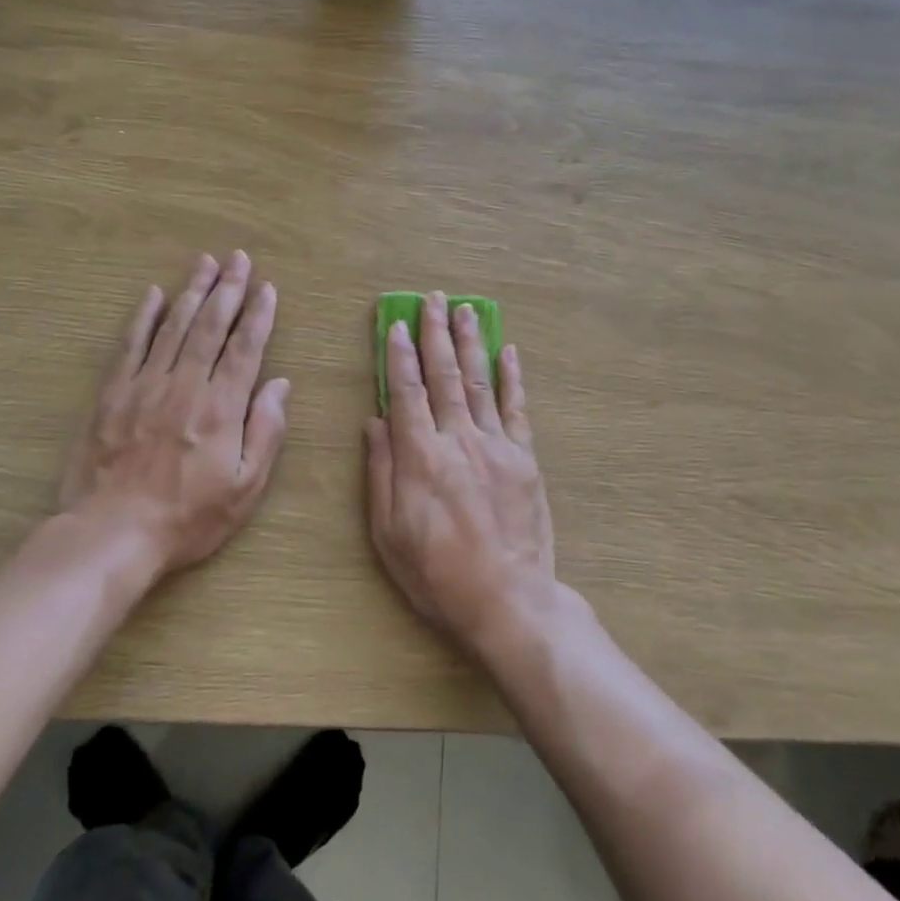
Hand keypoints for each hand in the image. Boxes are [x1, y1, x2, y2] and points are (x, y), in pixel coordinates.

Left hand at [59, 251, 289, 577]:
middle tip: (238, 258)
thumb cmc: (188, 517)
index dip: (258, 315)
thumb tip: (280, 385)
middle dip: (228, 289)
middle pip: (210, 326)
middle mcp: (185, 386)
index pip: (245, 349)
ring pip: (174, 327)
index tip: (267, 288)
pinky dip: (143, 317)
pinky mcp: (112, 395)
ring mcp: (145, 386)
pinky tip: (154, 295)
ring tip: (205, 263)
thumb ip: (266, 432)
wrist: (112, 535)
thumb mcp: (245, 488)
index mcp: (222, 409)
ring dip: (192, 291)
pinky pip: (130, 345)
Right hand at [365, 291, 557, 656]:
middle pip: (444, 376)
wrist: (507, 601)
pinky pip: (516, 409)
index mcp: (420, 457)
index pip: (407, 391)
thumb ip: (380, 472)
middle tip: (434, 299)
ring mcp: (496, 446)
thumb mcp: (388, 533)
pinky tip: (508, 351)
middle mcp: (459, 440)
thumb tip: (374, 422)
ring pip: (480, 382)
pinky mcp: (525, 458)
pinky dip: (512, 378)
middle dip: (437, 334)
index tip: (399, 324)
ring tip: (466, 310)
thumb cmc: (437, 574)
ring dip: (471, 343)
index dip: (401, 355)